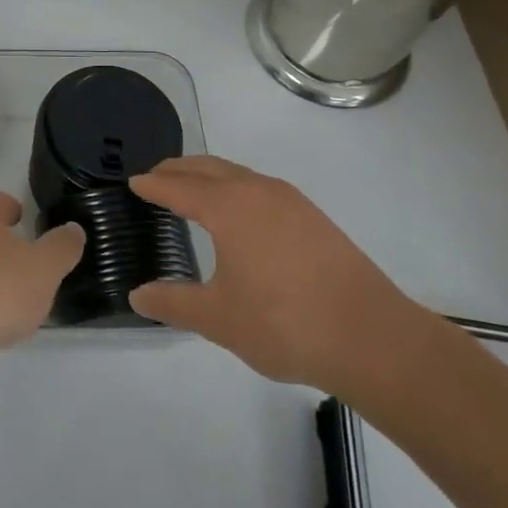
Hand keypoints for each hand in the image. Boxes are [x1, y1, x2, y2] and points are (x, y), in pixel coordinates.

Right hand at [127, 157, 439, 398]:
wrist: (374, 339)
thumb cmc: (285, 324)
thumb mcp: (219, 319)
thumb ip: (174, 303)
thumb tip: (137, 296)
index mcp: (228, 207)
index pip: (178, 187)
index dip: (153, 185)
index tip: (133, 182)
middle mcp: (257, 191)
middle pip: (208, 168)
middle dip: (178, 170)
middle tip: (156, 178)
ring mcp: (291, 202)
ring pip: (237, 174)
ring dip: (209, 176)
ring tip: (192, 191)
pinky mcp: (314, 218)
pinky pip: (260, 188)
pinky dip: (236, 188)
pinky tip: (239, 215)